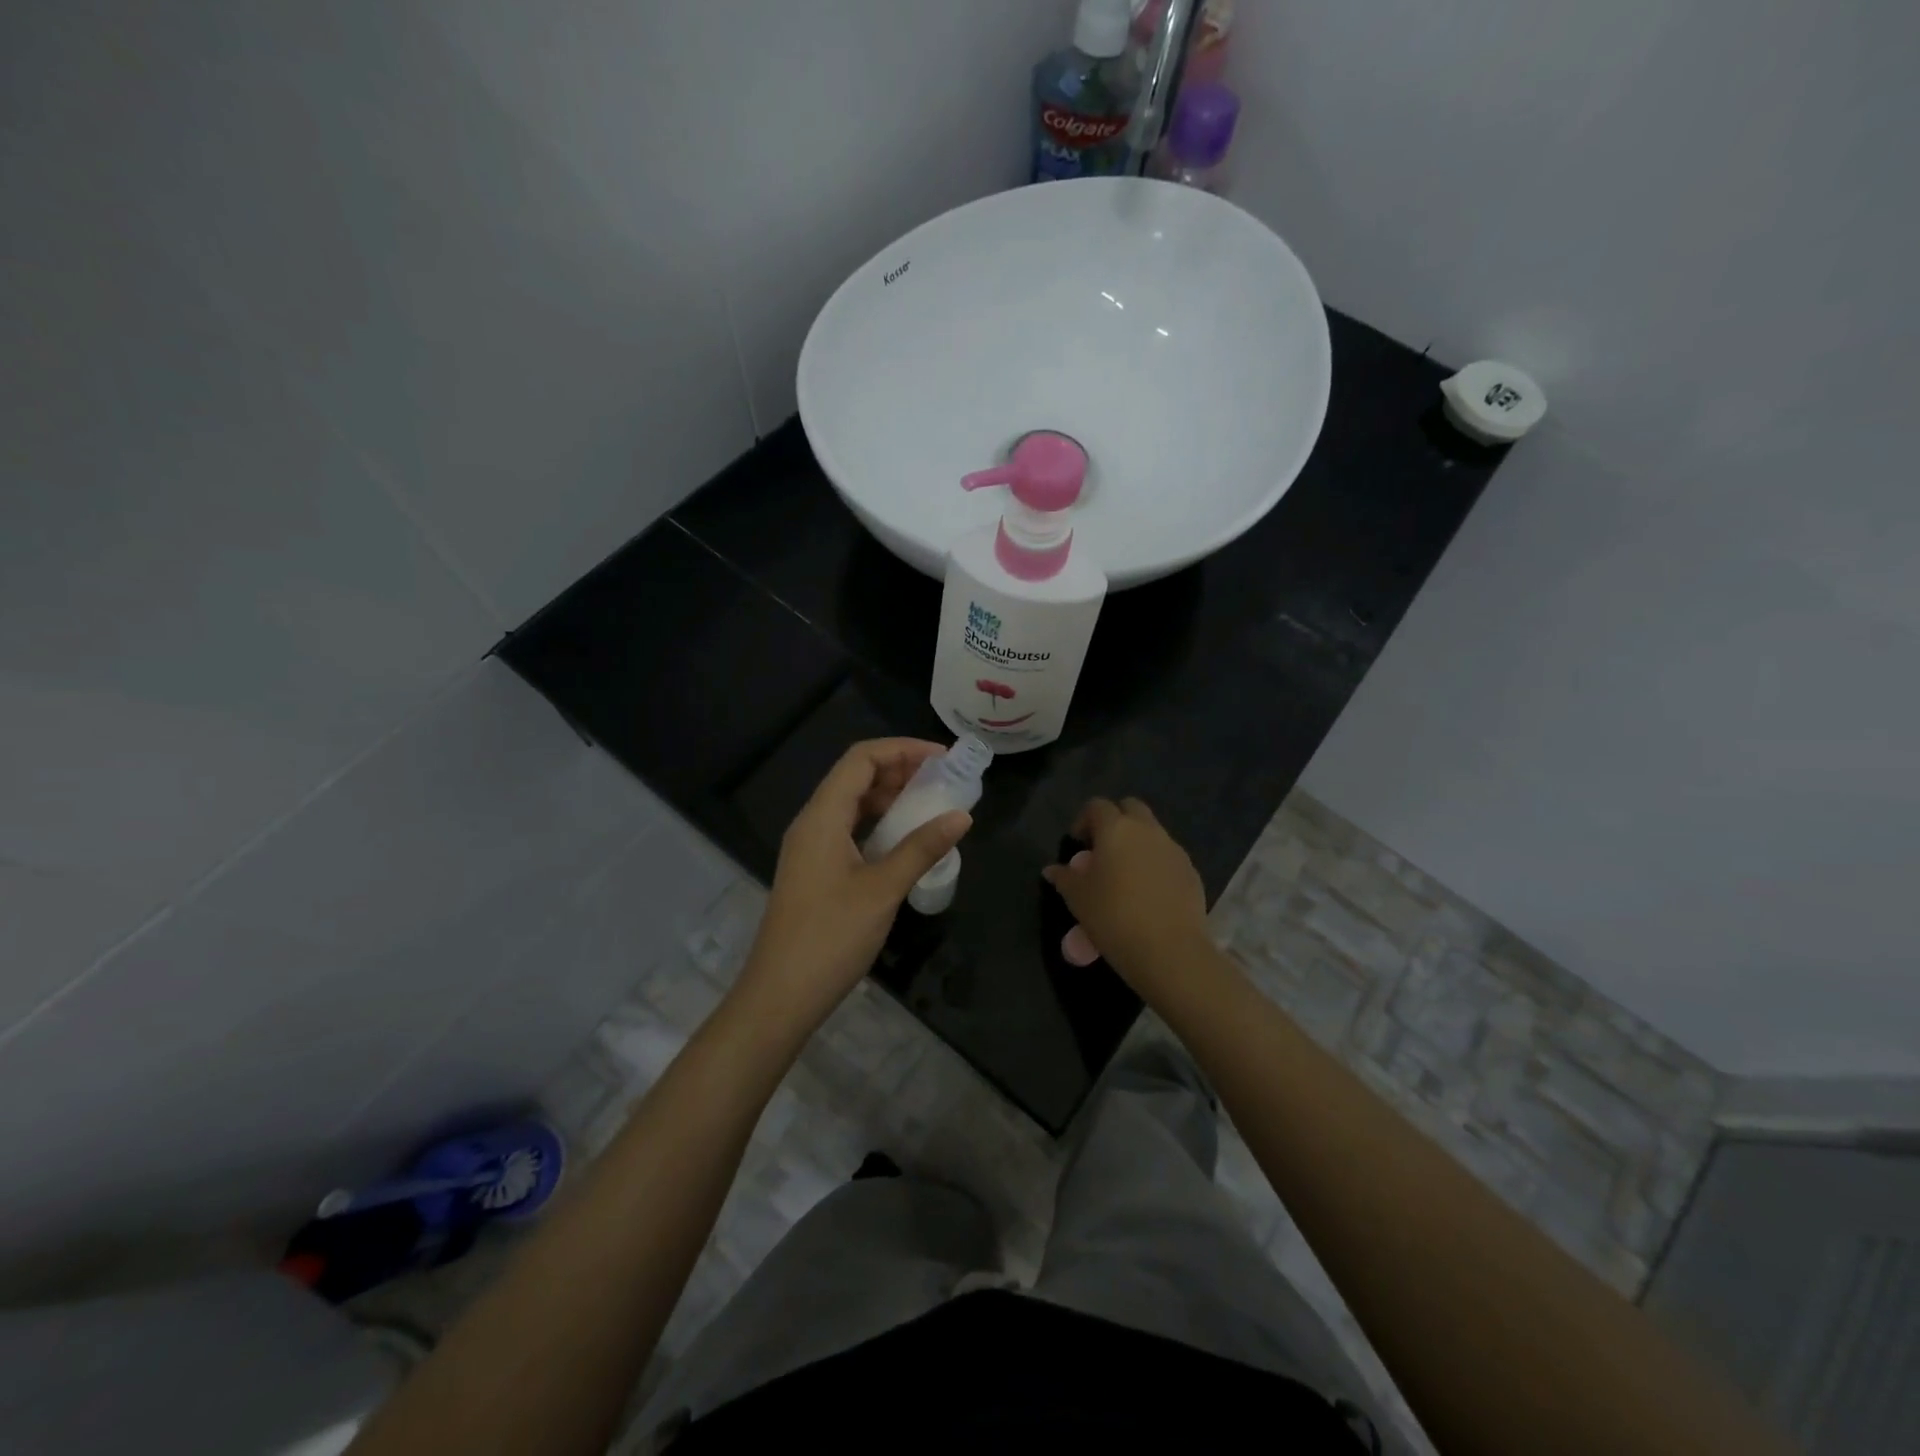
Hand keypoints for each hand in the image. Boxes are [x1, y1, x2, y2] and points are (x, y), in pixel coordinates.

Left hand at [735, 739, 971, 1028]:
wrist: (780, 996)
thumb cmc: (830, 937)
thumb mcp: (882, 890)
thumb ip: (921, 848)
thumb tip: (962, 816)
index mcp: (822, 817)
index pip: (861, 759)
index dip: (902, 750)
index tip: (943, 759)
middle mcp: (812, 823)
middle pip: (855, 777)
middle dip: (900, 770)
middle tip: (944, 781)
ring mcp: (811, 848)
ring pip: (853, 805)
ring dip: (890, 798)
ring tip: (932, 804)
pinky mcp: (815, 871)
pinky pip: (849, 830)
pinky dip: (879, 824)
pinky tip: (906, 841)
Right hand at [1043, 797, 1210, 1000]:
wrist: (1169, 949)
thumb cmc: (1113, 917)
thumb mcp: (1078, 899)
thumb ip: (1064, 878)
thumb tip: (1052, 870)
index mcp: (1116, 829)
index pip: (1097, 806)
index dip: (1084, 820)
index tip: (1078, 844)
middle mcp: (1147, 830)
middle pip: (1130, 808)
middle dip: (1116, 821)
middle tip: (1104, 850)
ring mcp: (1173, 849)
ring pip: (1153, 832)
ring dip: (1138, 843)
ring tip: (1126, 875)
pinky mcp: (1191, 871)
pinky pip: (1169, 856)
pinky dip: (1156, 864)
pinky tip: (1149, 893)